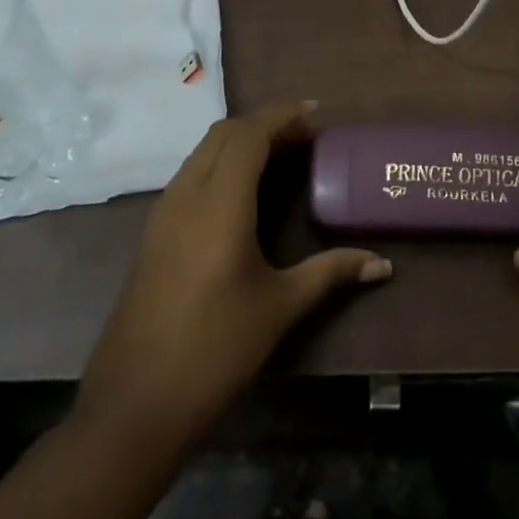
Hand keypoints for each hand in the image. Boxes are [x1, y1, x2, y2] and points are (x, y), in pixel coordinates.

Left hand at [72, 100, 391, 455]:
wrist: (134, 405)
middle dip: (264, 123)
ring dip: (240, 142)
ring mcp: (163, 214)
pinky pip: (191, 175)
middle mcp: (186, 196)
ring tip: (281, 156)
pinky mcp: (153, 234)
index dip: (282, 115)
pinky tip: (245, 192)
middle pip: (223, 134)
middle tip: (304, 137)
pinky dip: (222, 164)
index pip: (248, 135)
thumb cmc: (215, 350)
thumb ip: (331, 273)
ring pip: (202, 152)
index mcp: (219, 205)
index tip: (316, 113)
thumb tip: (383, 264)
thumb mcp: (280, 307)